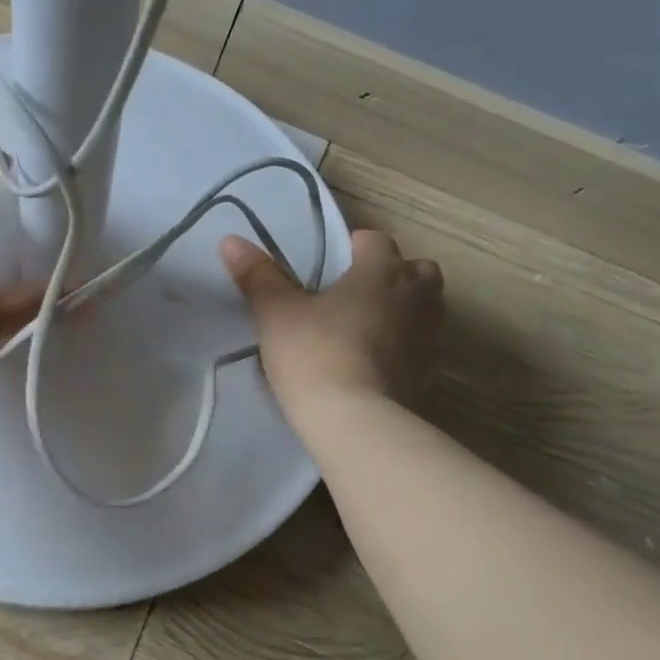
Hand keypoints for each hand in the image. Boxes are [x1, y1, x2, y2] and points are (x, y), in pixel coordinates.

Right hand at [221, 228, 443, 412]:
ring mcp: (429, 334)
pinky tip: (375, 361)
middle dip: (392, 274)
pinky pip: (421, 345)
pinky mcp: (429, 371)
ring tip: (366, 326)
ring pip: (425, 306)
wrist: (351, 418)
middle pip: (416, 269)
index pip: (375, 240)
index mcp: (381, 271)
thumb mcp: (275, 313)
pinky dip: (404, 345)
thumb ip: (258, 276)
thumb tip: (231, 241)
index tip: (330, 264)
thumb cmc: (313, 352)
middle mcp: (415, 294)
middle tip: (355, 293)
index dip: (353, 247)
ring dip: (403, 309)